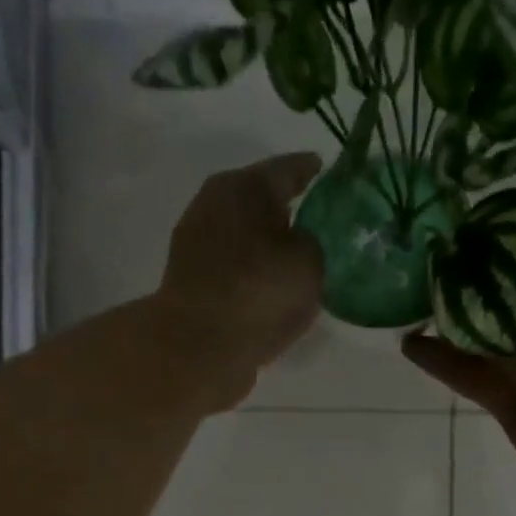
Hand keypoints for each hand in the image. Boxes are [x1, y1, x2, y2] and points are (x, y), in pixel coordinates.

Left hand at [155, 153, 325, 406]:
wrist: (198, 347)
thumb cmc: (258, 294)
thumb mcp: (308, 263)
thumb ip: (312, 242)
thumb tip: (299, 242)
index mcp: (244, 187)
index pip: (287, 168)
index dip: (309, 169)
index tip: (325, 168)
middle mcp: (214, 204)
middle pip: (259, 198)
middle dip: (286, 206)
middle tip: (317, 214)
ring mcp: (196, 243)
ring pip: (243, 232)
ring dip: (266, 240)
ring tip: (296, 253)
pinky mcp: (191, 279)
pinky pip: (233, 264)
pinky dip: (251, 268)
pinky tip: (270, 282)